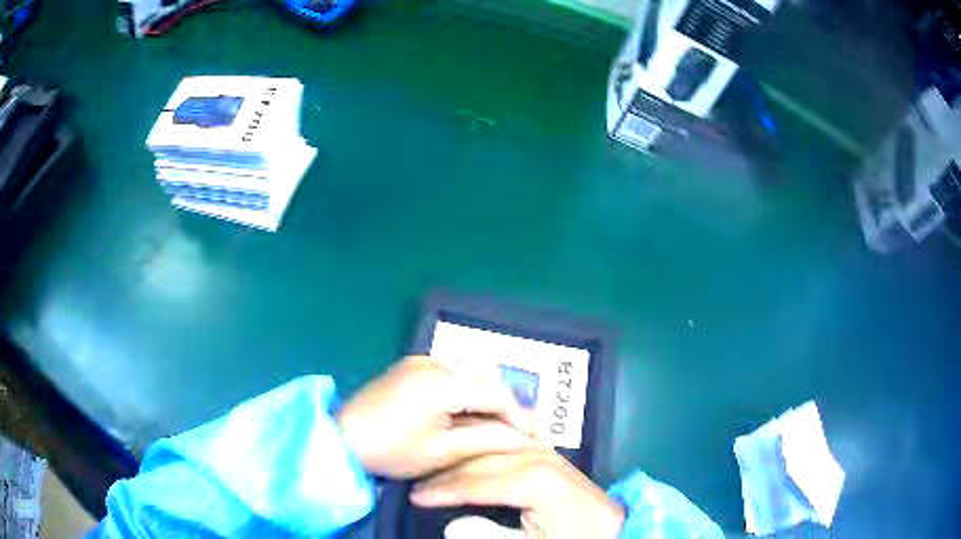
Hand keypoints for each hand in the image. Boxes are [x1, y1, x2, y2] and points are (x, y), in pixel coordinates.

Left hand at [337, 355, 535, 478]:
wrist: (340, 440)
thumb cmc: (389, 451)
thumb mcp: (441, 452)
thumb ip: (486, 439)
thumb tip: (523, 437)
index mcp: (440, 382)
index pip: (497, 393)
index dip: (519, 415)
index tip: (533, 437)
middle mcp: (432, 362)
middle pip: (484, 381)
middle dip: (504, 408)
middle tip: (517, 434)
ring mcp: (419, 361)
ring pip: (469, 378)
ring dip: (484, 401)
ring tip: (494, 429)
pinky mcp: (410, 366)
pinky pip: (450, 377)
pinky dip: (464, 395)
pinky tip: (464, 416)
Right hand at [410, 448, 624, 538]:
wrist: (608, 531)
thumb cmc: (571, 538)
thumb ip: (493, 536)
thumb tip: (453, 525)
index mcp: (536, 481)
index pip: (479, 482)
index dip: (445, 490)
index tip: (416, 496)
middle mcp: (542, 460)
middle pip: (484, 459)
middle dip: (449, 472)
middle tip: (421, 483)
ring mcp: (550, 455)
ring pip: (497, 445)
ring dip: (465, 454)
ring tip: (439, 465)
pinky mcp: (554, 458)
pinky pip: (515, 441)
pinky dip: (491, 442)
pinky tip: (478, 443)